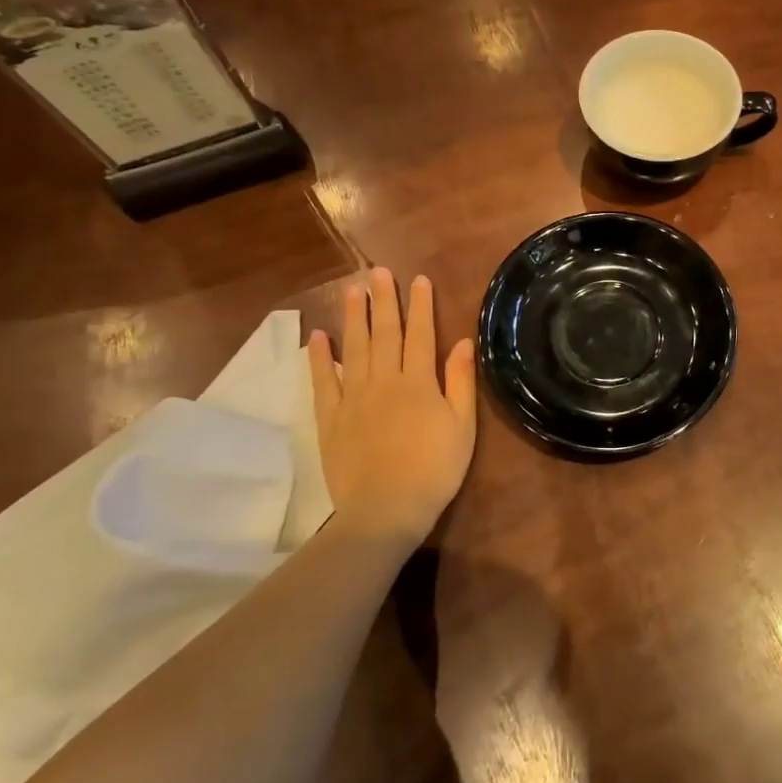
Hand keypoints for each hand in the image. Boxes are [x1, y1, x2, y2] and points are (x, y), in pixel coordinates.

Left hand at [309, 268, 476, 550]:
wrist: (386, 511)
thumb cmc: (434, 470)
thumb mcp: (462, 427)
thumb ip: (460, 382)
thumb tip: (463, 341)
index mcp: (418, 382)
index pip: (420, 334)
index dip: (420, 306)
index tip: (418, 279)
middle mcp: (384, 381)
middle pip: (384, 333)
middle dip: (384, 300)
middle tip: (378, 271)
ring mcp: (353, 398)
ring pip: (354, 348)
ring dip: (353, 317)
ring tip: (352, 290)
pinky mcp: (330, 418)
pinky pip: (323, 381)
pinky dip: (320, 357)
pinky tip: (318, 336)